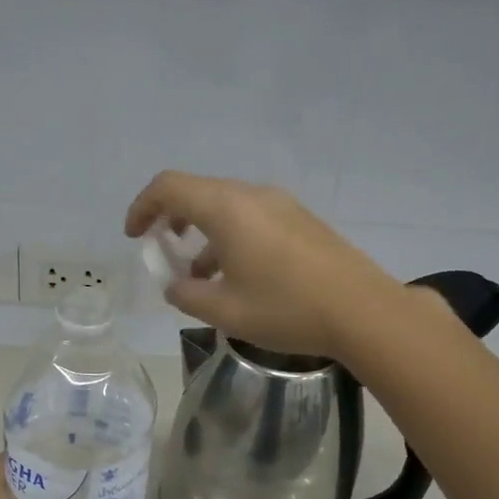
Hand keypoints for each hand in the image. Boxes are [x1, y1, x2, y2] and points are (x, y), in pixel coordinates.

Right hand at [125, 172, 402, 358]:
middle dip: (172, 219)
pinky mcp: (301, 220)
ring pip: (227, 206)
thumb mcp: (225, 311)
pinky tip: (238, 275)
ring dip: (203, 232)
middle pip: (198, 192)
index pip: (169, 187)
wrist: (363, 311)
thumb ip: (188, 294)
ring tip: (198, 274)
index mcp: (227, 209)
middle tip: (163, 251)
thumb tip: (175, 284)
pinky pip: (252, 217)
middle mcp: (253, 196)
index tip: (135, 237)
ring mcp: (281, 205)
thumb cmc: (287, 309)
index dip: (143, 207)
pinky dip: (230, 237)